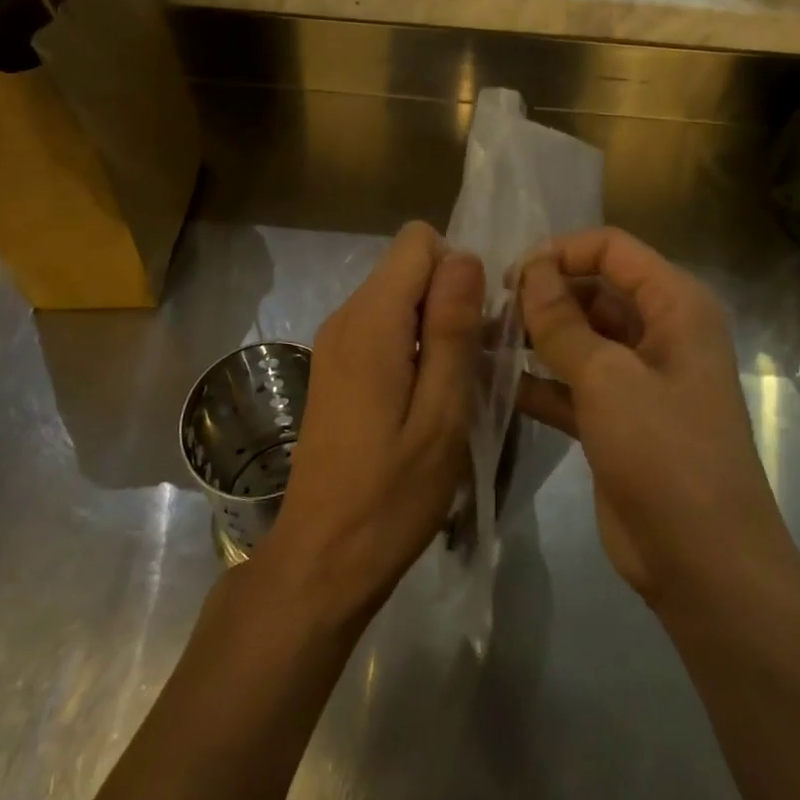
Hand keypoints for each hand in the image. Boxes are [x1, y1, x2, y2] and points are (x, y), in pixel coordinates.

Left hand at [260, 222, 483, 623]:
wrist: (322, 558)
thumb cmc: (392, 493)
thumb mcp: (442, 413)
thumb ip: (452, 328)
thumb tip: (464, 256)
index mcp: (371, 321)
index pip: (417, 241)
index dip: (457, 269)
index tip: (476, 326)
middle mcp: (345, 318)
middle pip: (407, 267)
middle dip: (449, 298)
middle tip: (473, 364)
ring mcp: (334, 343)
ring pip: (398, 297)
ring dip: (435, 326)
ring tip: (454, 388)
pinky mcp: (334, 368)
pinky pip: (383, 327)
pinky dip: (413, 345)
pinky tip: (425, 400)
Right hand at [516, 228, 790, 604]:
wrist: (703, 562)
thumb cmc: (666, 454)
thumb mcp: (609, 379)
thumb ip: (562, 321)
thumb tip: (530, 270)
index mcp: (675, 306)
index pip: (613, 249)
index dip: (561, 252)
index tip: (511, 276)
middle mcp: (659, 332)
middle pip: (593, 290)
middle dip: (543, 295)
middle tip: (489, 312)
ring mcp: (636, 378)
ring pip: (578, 337)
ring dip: (534, 337)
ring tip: (481, 341)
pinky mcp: (615, 418)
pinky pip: (570, 383)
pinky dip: (536, 381)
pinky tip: (491, 382)